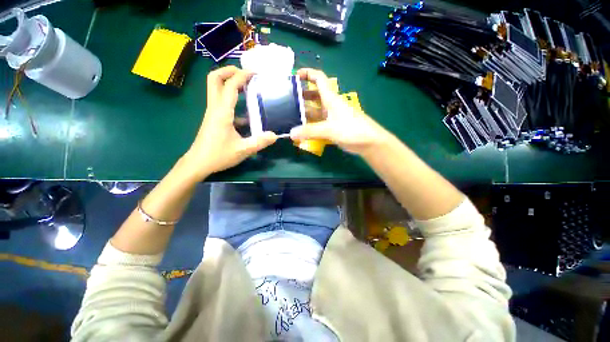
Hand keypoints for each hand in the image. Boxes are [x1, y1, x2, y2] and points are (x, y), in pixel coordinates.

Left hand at [182, 66, 276, 179]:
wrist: (198, 163)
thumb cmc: (218, 155)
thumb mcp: (243, 150)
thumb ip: (260, 142)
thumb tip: (275, 135)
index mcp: (222, 112)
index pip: (230, 85)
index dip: (242, 75)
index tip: (255, 73)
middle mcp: (215, 107)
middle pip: (214, 79)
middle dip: (229, 71)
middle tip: (245, 75)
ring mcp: (212, 112)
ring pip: (216, 89)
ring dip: (229, 83)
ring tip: (248, 88)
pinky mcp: (213, 119)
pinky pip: (221, 102)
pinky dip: (232, 100)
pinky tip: (246, 113)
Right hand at [290, 68, 389, 155]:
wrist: (370, 142)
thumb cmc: (352, 130)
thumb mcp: (330, 129)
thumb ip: (310, 131)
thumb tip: (291, 133)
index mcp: (331, 99)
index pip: (319, 79)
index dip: (307, 73)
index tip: (294, 76)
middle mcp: (331, 105)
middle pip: (314, 95)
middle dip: (302, 95)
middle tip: (287, 101)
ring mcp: (332, 117)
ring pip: (316, 111)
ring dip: (304, 113)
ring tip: (290, 117)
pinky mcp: (334, 127)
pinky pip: (319, 123)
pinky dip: (310, 125)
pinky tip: (302, 131)